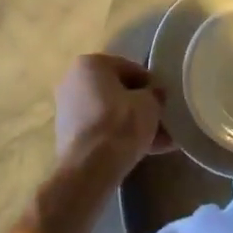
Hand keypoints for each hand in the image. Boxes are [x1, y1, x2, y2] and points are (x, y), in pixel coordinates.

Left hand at [54, 54, 171, 177]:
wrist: (89, 168)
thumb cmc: (120, 124)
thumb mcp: (149, 104)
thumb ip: (155, 94)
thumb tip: (155, 95)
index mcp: (90, 64)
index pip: (130, 69)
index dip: (152, 85)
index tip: (165, 101)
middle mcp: (73, 81)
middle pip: (118, 92)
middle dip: (141, 107)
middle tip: (163, 122)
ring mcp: (68, 109)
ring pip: (110, 113)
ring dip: (134, 125)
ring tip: (161, 142)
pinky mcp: (68, 134)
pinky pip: (101, 130)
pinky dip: (120, 137)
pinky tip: (145, 152)